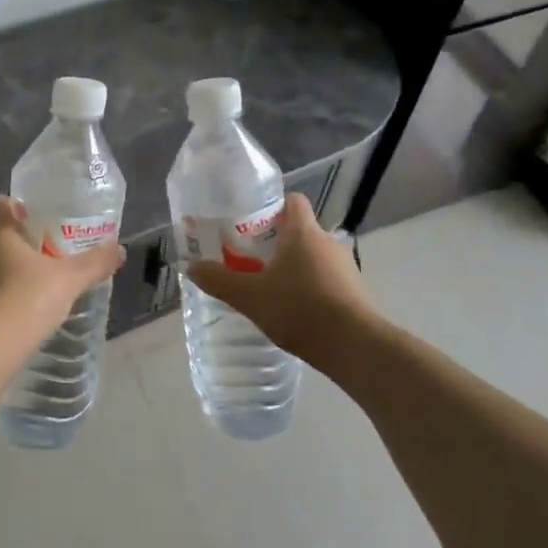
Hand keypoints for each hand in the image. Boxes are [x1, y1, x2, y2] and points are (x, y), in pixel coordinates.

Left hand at [0, 197, 124, 333]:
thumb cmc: (27, 298)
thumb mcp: (69, 279)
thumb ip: (94, 262)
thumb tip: (120, 250)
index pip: (3, 204)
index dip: (23, 208)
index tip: (44, 221)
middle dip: (18, 241)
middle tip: (47, 253)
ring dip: (5, 268)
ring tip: (34, 282)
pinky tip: (16, 308)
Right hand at [187, 193, 374, 359]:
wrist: (354, 347)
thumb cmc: (300, 309)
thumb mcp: (250, 297)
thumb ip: (220, 281)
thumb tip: (191, 267)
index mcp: (303, 232)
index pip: (292, 201)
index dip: (273, 207)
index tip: (251, 223)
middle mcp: (327, 241)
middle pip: (300, 230)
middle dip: (277, 242)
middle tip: (251, 259)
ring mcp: (346, 266)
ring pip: (314, 256)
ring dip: (295, 266)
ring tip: (271, 287)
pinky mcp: (356, 291)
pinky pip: (327, 278)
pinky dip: (311, 286)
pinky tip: (295, 310)